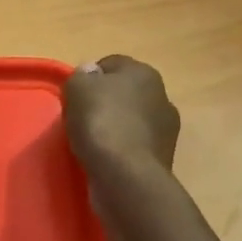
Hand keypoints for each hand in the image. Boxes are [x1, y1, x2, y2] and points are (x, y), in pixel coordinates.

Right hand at [63, 55, 180, 177]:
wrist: (126, 175)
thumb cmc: (101, 122)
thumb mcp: (77, 88)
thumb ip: (81, 76)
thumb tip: (91, 74)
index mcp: (144, 73)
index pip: (111, 65)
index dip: (90, 78)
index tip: (74, 97)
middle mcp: (162, 96)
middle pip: (125, 94)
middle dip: (106, 104)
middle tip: (82, 119)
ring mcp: (166, 129)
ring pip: (132, 121)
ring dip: (115, 128)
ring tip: (92, 144)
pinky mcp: (163, 158)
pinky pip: (135, 146)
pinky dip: (122, 150)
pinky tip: (107, 161)